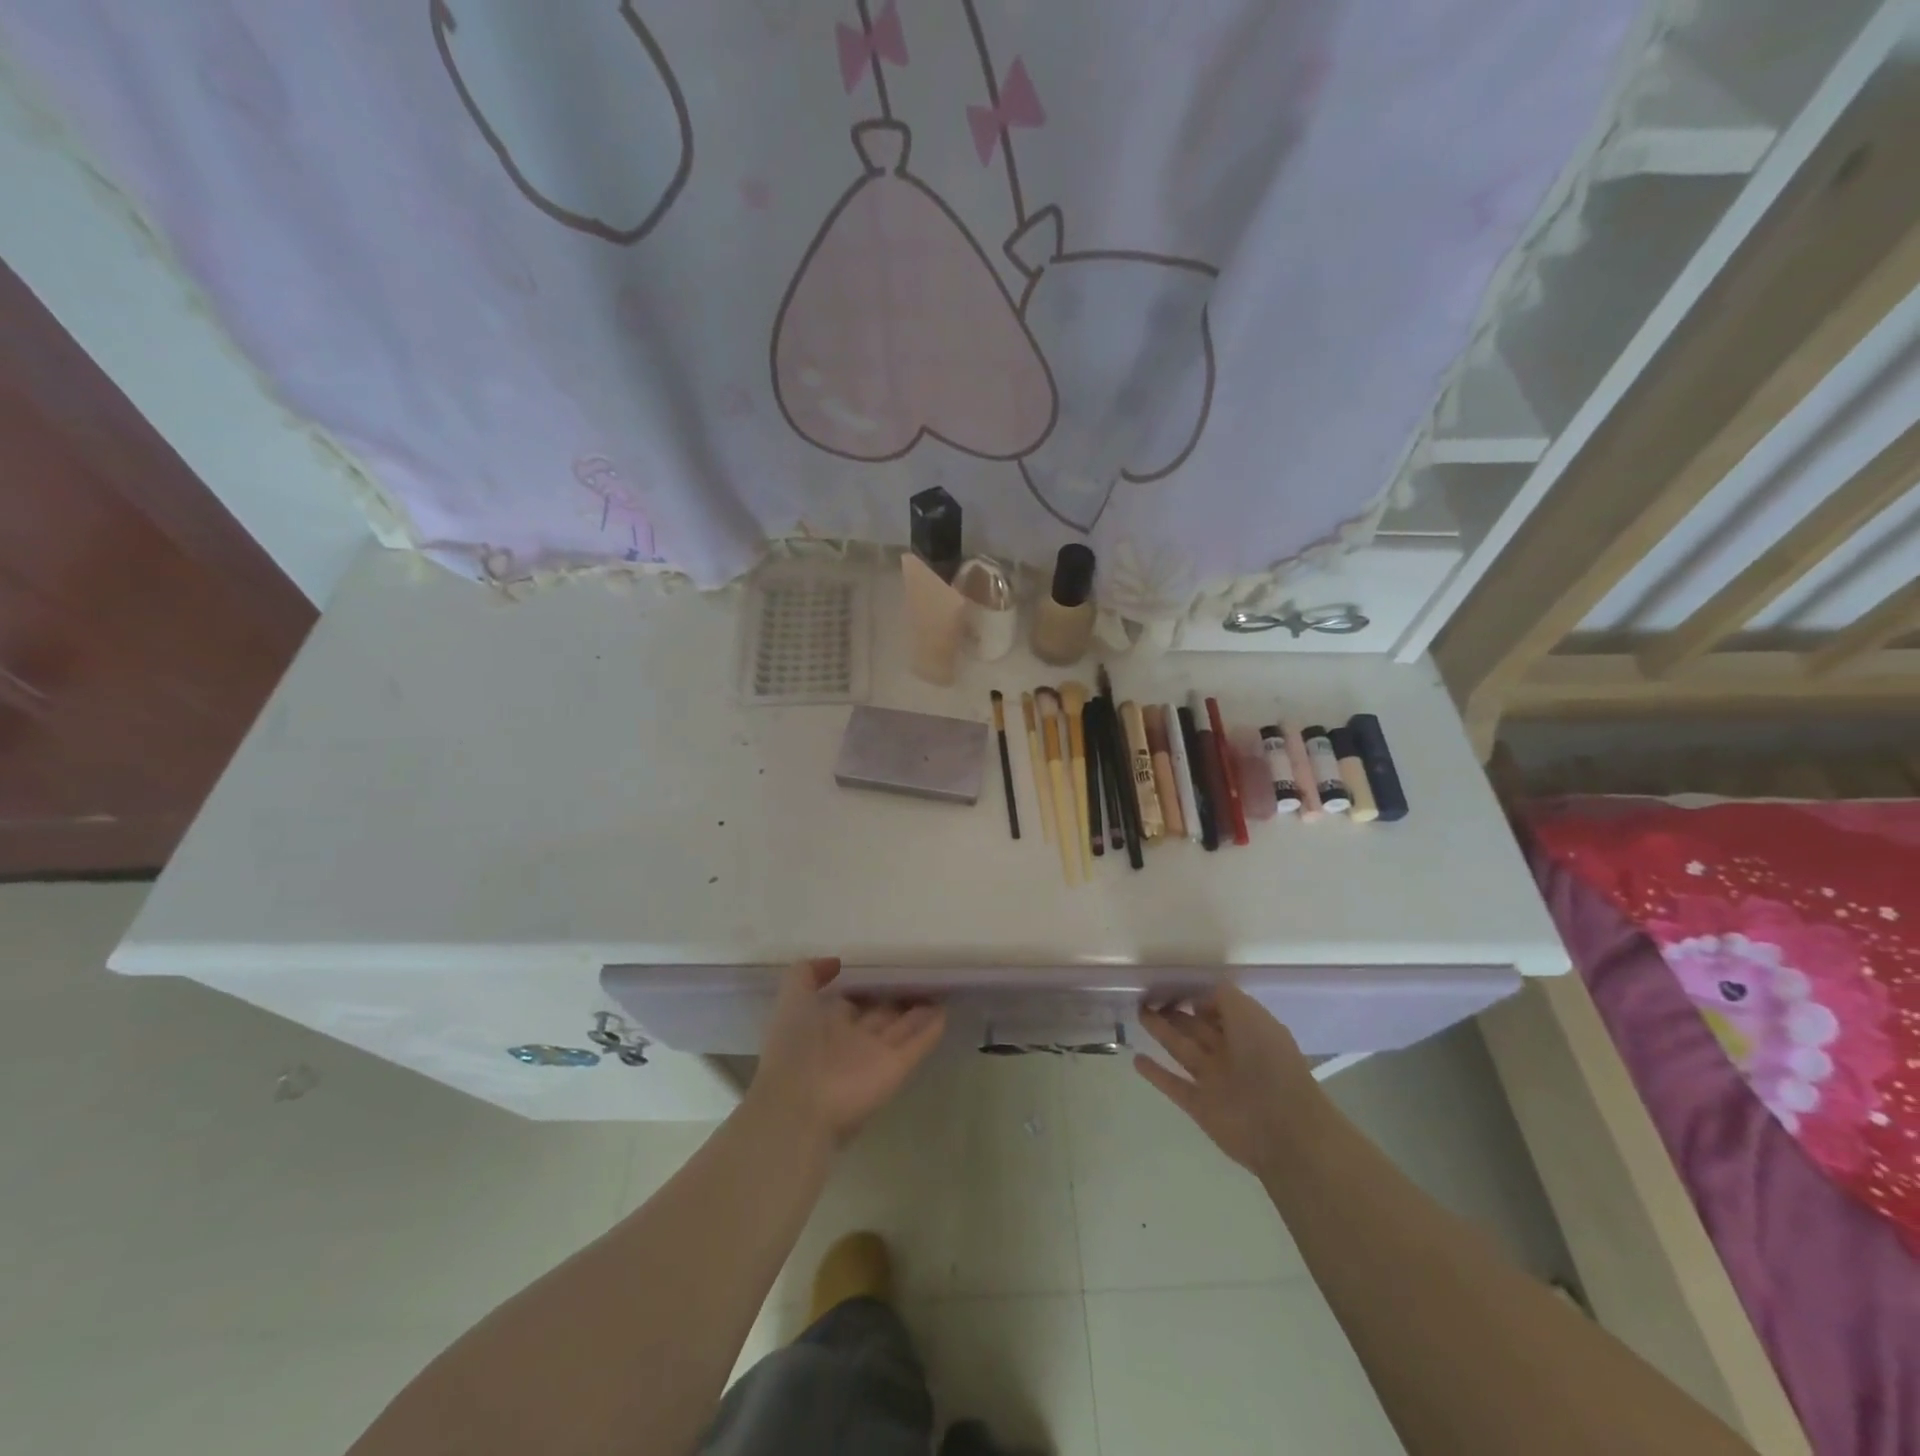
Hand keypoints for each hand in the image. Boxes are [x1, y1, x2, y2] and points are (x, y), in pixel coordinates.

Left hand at [751, 959, 946, 1147]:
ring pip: (902, 1028)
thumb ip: (807, 974)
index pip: (852, 1000)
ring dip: (919, 1012)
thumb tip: (836, 962)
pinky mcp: (896, 1069)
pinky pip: (917, 1045)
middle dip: (897, 998)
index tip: (885, 966)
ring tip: (939, 988)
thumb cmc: (793, 1048)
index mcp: (824, 1024)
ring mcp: (876, 1056)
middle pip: (880, 1014)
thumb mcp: (791, 1000)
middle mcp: (852, 1039)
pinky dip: (931, 1030)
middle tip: (920, 975)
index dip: (867, 986)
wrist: (799, 1106)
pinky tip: (945, 1011)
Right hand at [1136, 984, 1324, 1178]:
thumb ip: (1223, 998)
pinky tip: (1136, 1059)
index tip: (1170, 984)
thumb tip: (1198, 998)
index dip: (1197, 996)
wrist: (1283, 1129)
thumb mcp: (1250, 1015)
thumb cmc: (1269, 1063)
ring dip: (1161, 1032)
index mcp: (1249, 1032)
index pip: (1218, 1008)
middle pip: (1197, 1027)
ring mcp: (1215, 1080)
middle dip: (1174, 1012)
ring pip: (1182, 1050)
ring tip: (1139, 1013)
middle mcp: (1231, 1054)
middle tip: (1147, 997)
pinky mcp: (1200, 1106)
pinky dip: (1156, 1074)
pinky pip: (1173, 1084)